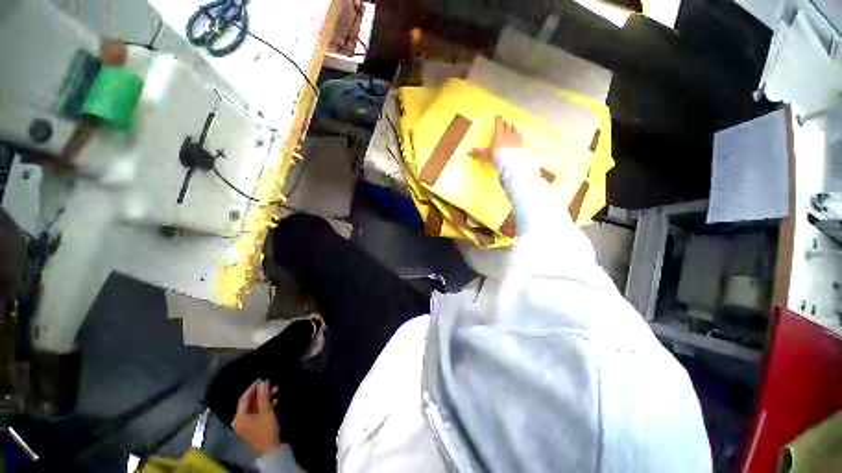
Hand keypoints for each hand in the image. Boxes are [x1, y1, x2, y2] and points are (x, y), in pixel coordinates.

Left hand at [233, 379, 280, 455]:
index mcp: (240, 417)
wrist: (271, 448)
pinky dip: (265, 405)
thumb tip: (262, 382)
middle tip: (270, 383)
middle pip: (249, 402)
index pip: (244, 398)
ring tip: (276, 390)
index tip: (262, 378)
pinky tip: (275, 401)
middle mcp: (240, 420)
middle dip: (260, 392)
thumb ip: (263, 396)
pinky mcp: (253, 426)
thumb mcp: (266, 411)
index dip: (253, 387)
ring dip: (265, 398)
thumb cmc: (266, 429)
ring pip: (255, 407)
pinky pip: (257, 412)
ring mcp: (246, 424)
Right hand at [470, 115, 522, 161]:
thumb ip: (477, 152)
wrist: (509, 161)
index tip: (497, 116)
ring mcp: (515, 137)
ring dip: (512, 126)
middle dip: (505, 123)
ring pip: (514, 128)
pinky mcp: (520, 142)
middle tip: (503, 122)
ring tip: (511, 126)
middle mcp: (507, 133)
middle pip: (507, 124)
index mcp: (498, 133)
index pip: (498, 123)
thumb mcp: (485, 154)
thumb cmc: (496, 156)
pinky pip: (520, 135)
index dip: (498, 119)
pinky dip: (518, 133)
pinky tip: (518, 134)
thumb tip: (468, 151)